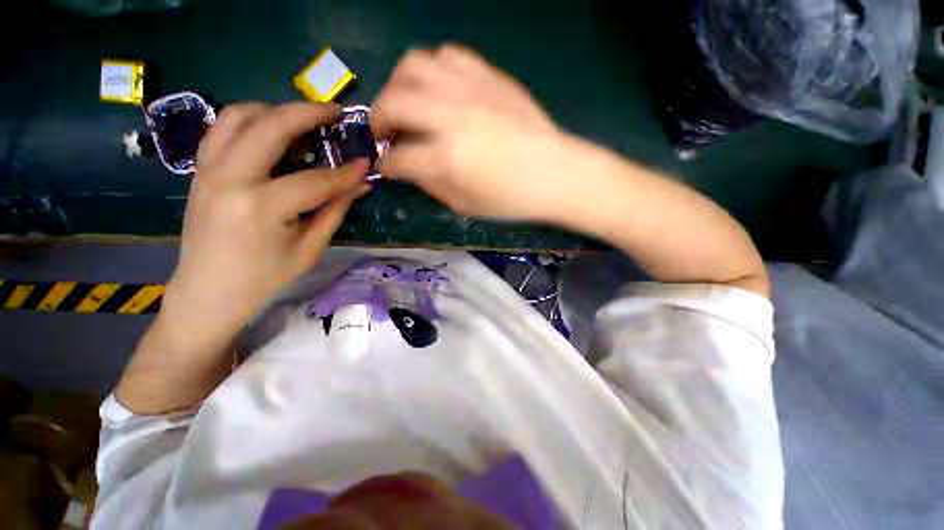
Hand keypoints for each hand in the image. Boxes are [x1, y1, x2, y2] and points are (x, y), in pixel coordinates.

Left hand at [160, 102, 368, 357]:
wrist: (208, 292)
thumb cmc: (264, 278)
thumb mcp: (309, 248)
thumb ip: (335, 210)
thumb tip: (360, 186)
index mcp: (261, 207)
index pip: (315, 180)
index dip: (346, 172)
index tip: (367, 163)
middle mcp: (230, 178)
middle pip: (271, 127)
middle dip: (308, 113)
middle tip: (335, 112)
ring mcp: (208, 170)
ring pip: (239, 116)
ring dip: (275, 110)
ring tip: (302, 119)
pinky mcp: (200, 171)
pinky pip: (223, 129)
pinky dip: (249, 120)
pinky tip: (270, 131)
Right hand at [372, 46, 571, 221]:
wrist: (555, 173)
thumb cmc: (512, 199)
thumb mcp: (466, 205)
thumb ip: (431, 185)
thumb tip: (408, 168)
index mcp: (448, 159)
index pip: (399, 158)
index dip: (387, 164)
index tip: (386, 166)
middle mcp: (452, 117)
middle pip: (393, 102)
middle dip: (378, 119)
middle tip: (384, 132)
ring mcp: (471, 90)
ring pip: (413, 66)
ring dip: (398, 86)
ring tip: (404, 104)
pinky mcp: (488, 76)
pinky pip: (447, 55)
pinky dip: (432, 70)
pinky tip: (437, 89)